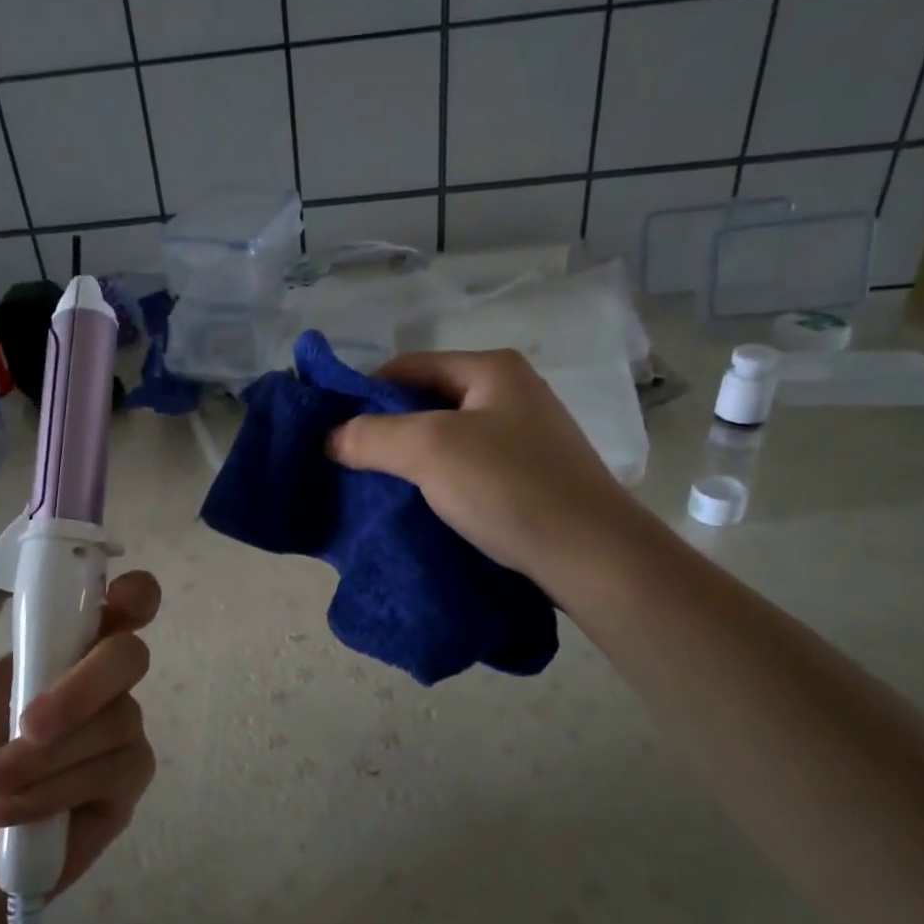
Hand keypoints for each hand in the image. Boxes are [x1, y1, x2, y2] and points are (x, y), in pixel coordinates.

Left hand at [0, 544, 160, 906]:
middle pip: (129, 656)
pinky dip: (56, 791)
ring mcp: (120, 734)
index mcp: (64, 649)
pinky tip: (13, 813)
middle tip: (24, 726)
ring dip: (45, 759)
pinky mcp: (126, 784)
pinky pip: (113, 770)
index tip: (113, 602)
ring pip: (116, 721)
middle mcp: (102, 684)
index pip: (124, 605)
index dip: (133, 594)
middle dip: (77, 692)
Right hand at [326, 349, 646, 581]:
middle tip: (350, 464)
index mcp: (492, 370)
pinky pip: (468, 469)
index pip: (408, 366)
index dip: (364, 393)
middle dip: (386, 431)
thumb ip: (372, 436)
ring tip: (377, 490)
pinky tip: (419, 508)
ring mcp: (525, 437)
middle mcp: (511, 393)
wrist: (592, 556)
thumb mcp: (430, 450)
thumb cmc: (510, 487)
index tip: (333, 432)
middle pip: (427, 402)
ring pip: (446, 439)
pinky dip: (438, 483)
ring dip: (410, 461)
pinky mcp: (529, 478)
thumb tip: (330, 438)